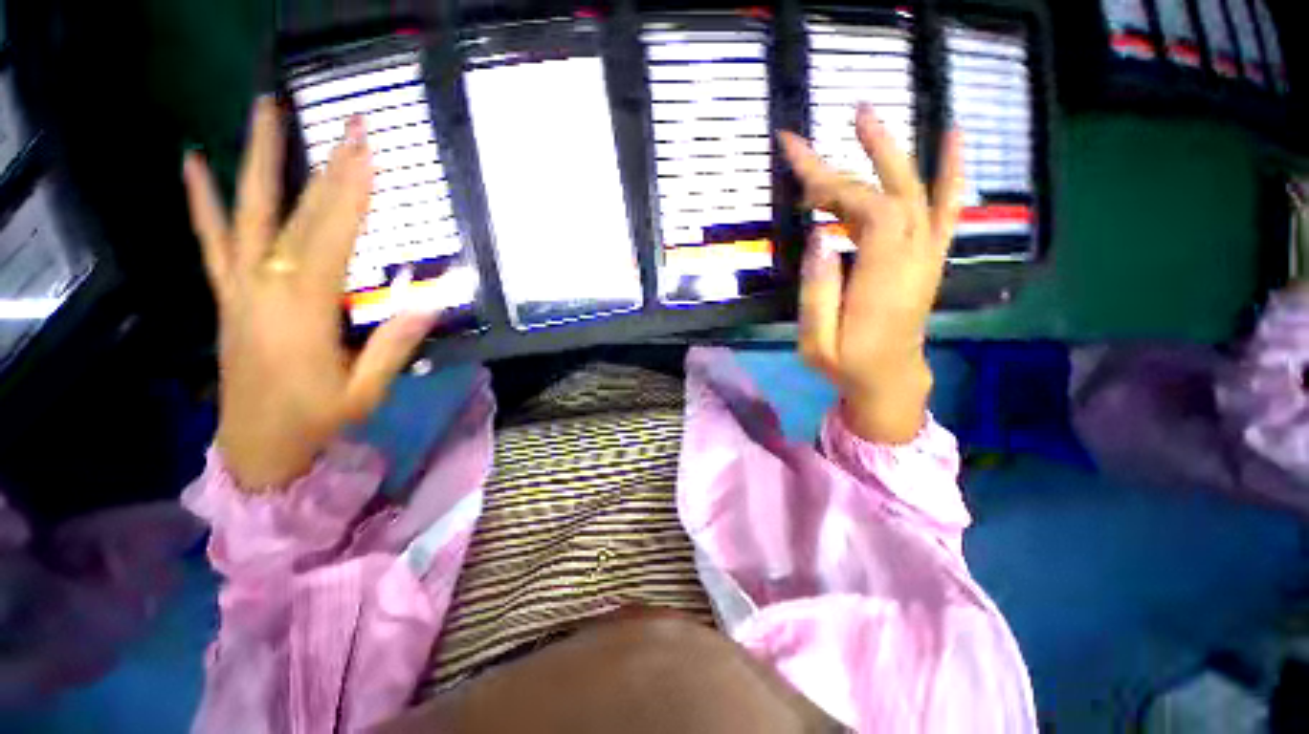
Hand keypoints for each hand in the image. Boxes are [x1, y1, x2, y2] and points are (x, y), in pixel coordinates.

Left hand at [182, 97, 438, 489]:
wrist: (256, 447)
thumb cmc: (317, 420)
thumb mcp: (368, 389)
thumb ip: (395, 341)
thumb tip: (430, 297)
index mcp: (304, 311)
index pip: (333, 237)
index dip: (353, 193)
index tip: (370, 153)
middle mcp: (266, 288)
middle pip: (298, 215)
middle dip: (326, 165)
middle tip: (346, 122)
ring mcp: (239, 287)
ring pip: (247, 213)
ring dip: (258, 158)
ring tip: (265, 108)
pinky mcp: (226, 295)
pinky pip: (211, 241)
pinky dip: (202, 200)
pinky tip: (193, 163)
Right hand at [780, 105, 963, 443]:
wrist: (890, 380)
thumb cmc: (847, 365)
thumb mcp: (817, 343)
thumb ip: (818, 293)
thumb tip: (819, 238)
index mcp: (882, 281)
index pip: (873, 213)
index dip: (839, 188)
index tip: (802, 181)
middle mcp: (912, 259)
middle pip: (891, 194)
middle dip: (856, 159)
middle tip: (822, 132)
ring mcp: (925, 255)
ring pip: (916, 192)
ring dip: (892, 152)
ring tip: (865, 116)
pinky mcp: (927, 257)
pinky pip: (946, 208)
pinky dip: (950, 171)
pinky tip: (951, 136)